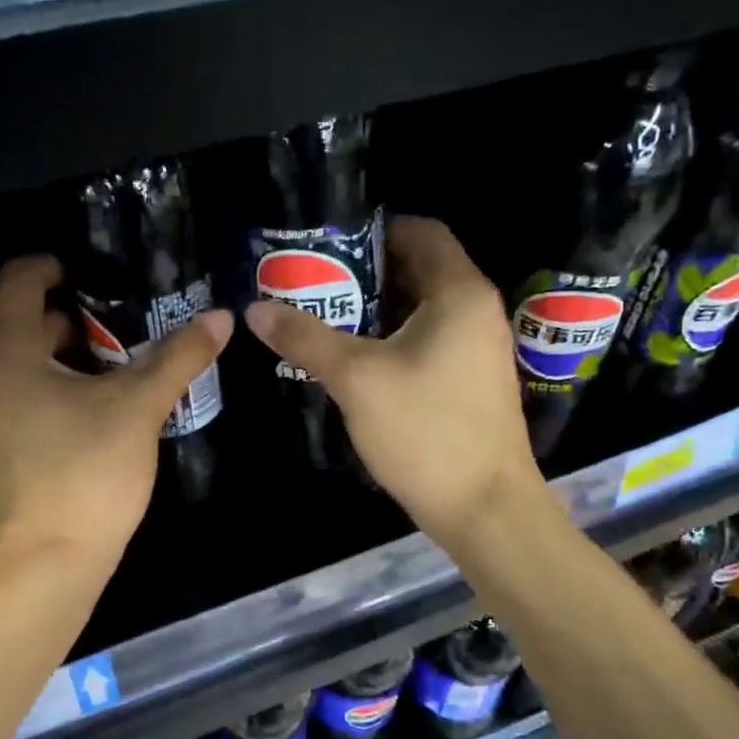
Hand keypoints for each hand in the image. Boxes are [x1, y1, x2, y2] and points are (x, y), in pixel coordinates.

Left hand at [0, 256, 232, 578]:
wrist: (43, 570)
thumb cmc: (85, 474)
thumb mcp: (139, 408)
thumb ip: (179, 357)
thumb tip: (221, 317)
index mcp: (7, 353)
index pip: (20, 280)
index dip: (56, 265)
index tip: (99, 274)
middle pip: (26, 327)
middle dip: (78, 321)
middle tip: (131, 330)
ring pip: (27, 372)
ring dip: (71, 363)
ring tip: (124, 374)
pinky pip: (25, 408)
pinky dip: (57, 399)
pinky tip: (99, 422)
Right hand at [244, 217, 545, 548]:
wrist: (483, 508)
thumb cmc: (425, 431)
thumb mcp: (356, 379)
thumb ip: (305, 338)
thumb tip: (254, 309)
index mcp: (459, 293)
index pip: (422, 232)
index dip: (375, 230)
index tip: (328, 244)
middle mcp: (476, 311)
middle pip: (419, 269)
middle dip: (366, 272)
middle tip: (313, 282)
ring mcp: (478, 349)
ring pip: (421, 310)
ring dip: (376, 309)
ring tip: (323, 317)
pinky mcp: (470, 381)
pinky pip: (429, 340)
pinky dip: (393, 339)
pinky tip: (354, 360)